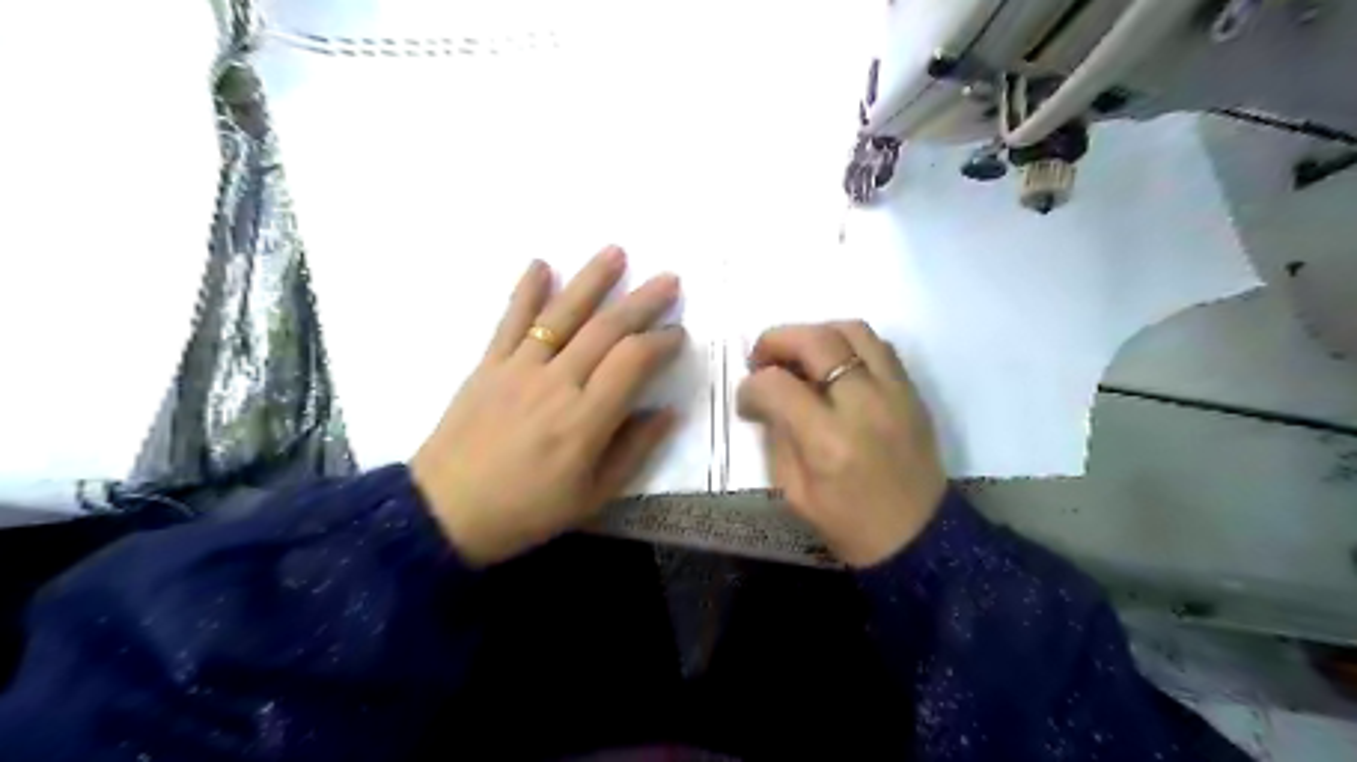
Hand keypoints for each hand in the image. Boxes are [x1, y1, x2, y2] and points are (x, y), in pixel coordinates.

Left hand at [409, 246, 683, 567]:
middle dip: (642, 301)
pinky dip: (525, 290)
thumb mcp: (593, 496)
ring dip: (591, 280)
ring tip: (616, 252)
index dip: (661, 342)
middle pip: (605, 329)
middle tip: (669, 279)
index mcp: (585, 420)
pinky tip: (540, 264)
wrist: (445, 513)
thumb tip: (667, 412)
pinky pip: (510, 321)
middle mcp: (556, 383)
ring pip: (562, 314)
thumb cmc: (526, 510)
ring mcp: (518, 369)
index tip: (679, 334)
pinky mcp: (488, 365)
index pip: (633, 362)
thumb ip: (634, 450)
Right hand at [739, 321, 944, 565]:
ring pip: (852, 330)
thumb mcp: (795, 493)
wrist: (918, 539)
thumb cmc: (849, 525)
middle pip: (817, 341)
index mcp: (829, 442)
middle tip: (761, 359)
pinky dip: (848, 344)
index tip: (747, 400)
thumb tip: (764, 400)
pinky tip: (833, 366)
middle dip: (777, 340)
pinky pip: (879, 346)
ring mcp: (895, 393)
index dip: (751, 386)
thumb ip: (777, 437)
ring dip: (815, 334)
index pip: (778, 386)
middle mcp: (864, 405)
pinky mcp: (912, 392)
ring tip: (799, 356)